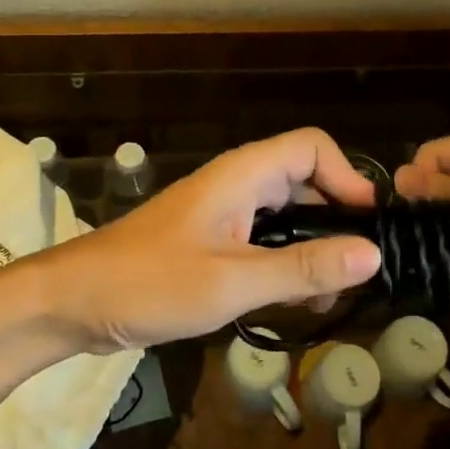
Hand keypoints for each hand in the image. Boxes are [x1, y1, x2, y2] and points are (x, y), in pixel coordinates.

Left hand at [44, 128, 382, 350]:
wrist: (76, 301)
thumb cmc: (151, 283)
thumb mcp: (233, 281)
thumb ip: (303, 267)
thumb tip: (374, 253)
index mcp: (243, 175)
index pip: (312, 147)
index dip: (348, 177)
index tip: (370, 225)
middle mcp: (237, 184)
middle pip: (305, 180)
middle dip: (337, 218)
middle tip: (356, 270)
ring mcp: (223, 212)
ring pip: (286, 213)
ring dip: (313, 246)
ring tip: (328, 296)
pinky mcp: (211, 239)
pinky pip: (263, 238)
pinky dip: (286, 262)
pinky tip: (293, 301)